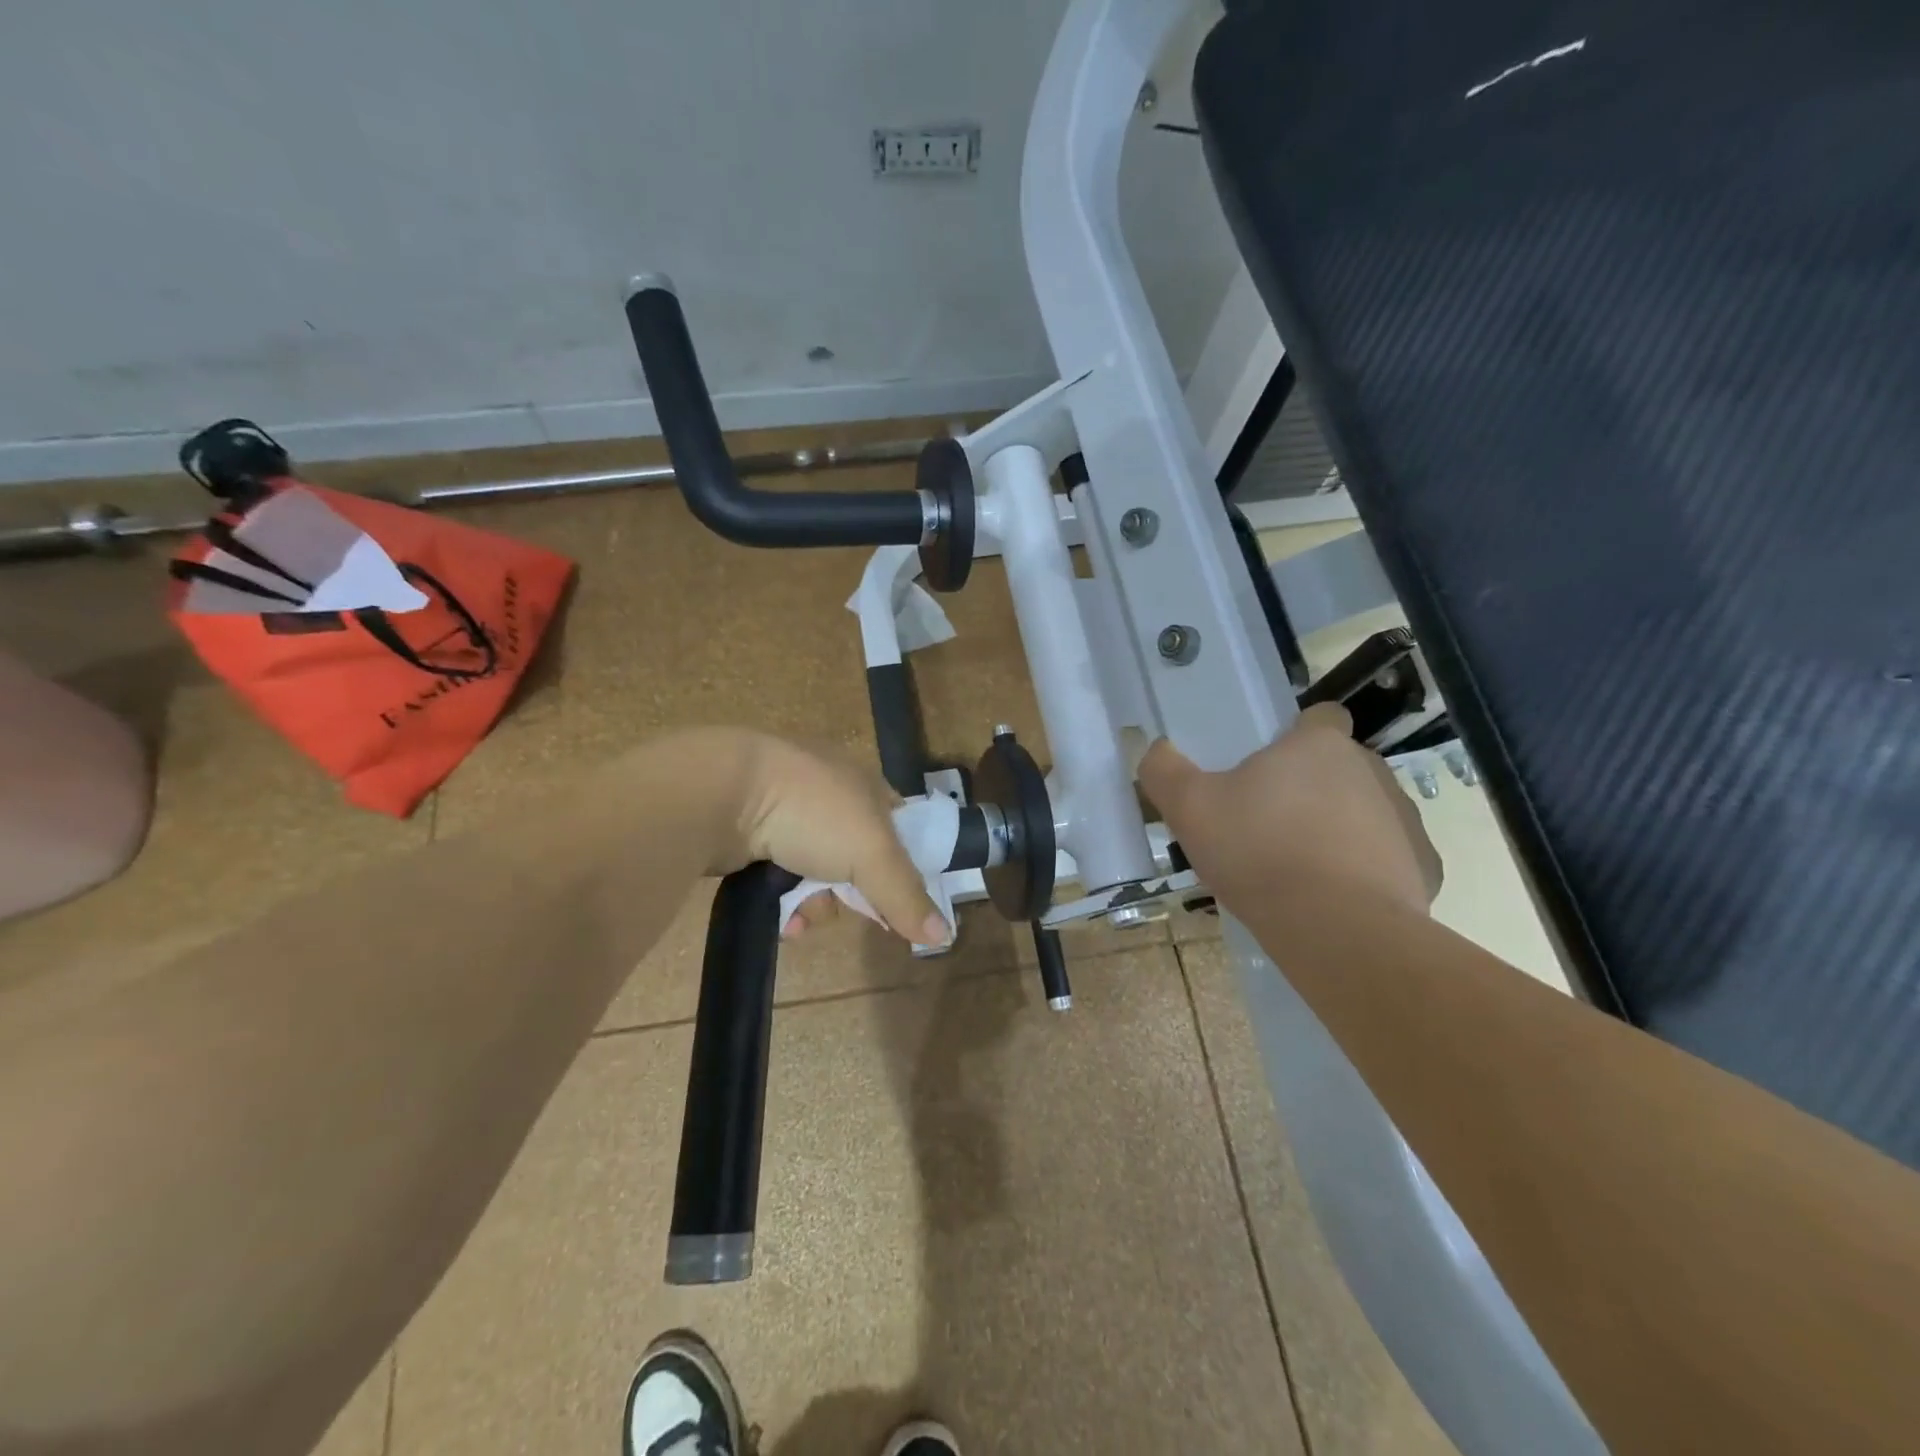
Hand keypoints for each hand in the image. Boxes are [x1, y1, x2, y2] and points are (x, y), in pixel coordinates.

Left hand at [663, 728, 945, 945]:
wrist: (720, 791)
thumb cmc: (810, 811)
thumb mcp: (871, 853)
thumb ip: (906, 895)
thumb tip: (945, 934)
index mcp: (863, 783)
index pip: (899, 824)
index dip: (906, 863)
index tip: (901, 901)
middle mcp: (828, 793)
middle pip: (858, 857)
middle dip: (855, 892)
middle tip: (853, 912)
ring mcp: (786, 812)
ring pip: (818, 873)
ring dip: (816, 903)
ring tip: (800, 919)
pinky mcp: (750, 833)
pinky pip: (780, 876)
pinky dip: (784, 899)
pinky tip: (780, 918)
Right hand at [1140, 703, 1441, 917]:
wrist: (1334, 928)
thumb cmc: (1258, 852)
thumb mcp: (1189, 808)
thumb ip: (1164, 770)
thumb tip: (1154, 748)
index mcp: (1318, 746)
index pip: (1322, 716)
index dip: (1299, 734)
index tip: (1275, 764)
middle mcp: (1371, 770)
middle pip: (1341, 766)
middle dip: (1313, 786)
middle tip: (1271, 824)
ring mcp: (1404, 818)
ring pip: (1368, 810)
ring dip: (1340, 827)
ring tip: (1301, 867)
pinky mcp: (1425, 866)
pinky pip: (1390, 857)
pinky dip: (1367, 870)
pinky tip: (1336, 896)